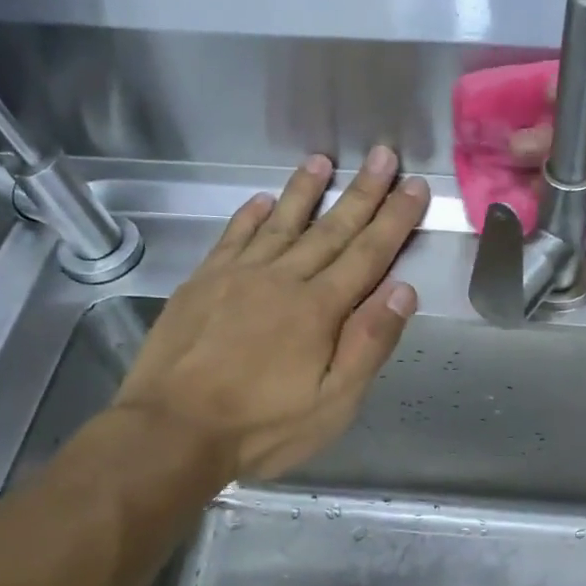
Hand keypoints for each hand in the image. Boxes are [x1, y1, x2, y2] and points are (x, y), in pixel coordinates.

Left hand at [113, 146, 428, 479]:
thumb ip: (369, 343)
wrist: (172, 430)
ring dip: (304, 190)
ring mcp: (237, 276)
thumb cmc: (262, 426)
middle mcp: (282, 279)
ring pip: (280, 222)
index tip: (414, 186)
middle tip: (383, 155)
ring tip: (323, 161)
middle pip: (330, 229)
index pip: (368, 254)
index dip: (395, 220)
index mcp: (319, 309)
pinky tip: (260, 200)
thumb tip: (402, 289)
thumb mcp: (333, 402)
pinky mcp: (202, 283)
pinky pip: (232, 237)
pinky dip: (249, 216)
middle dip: (362, 192)